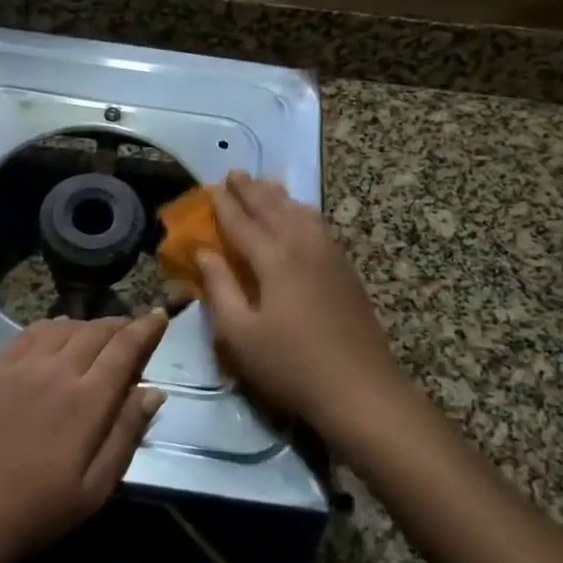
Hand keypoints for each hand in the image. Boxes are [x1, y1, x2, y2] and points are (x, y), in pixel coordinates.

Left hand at [0, 312, 168, 562]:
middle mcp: (56, 371)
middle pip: (97, 331)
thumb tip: (154, 391)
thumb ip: (126, 433)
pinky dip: (54, 326)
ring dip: (89, 325)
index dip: (147, 328)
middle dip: (121, 325)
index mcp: (87, 400)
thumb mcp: (95, 488)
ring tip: (100, 334)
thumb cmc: (36, 510)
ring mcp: (21, 366)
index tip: (160, 315)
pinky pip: (30, 333)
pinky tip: (58, 334)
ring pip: (64, 326)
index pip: (125, 348)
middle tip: (134, 329)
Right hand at [197, 171, 406, 432]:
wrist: (360, 389)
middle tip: (235, 173)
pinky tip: (302, 216)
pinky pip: (320, 226)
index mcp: (273, 259)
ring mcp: (330, 256)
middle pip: (273, 209)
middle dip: (251, 190)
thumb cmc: (289, 365)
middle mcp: (303, 246)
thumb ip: (218, 288)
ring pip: (301, 212)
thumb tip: (202, 252)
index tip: (212, 188)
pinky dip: (303, 212)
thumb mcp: (239, 334)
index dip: (224, 205)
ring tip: (266, 184)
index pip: (242, 222)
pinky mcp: (346, 270)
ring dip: (279, 196)